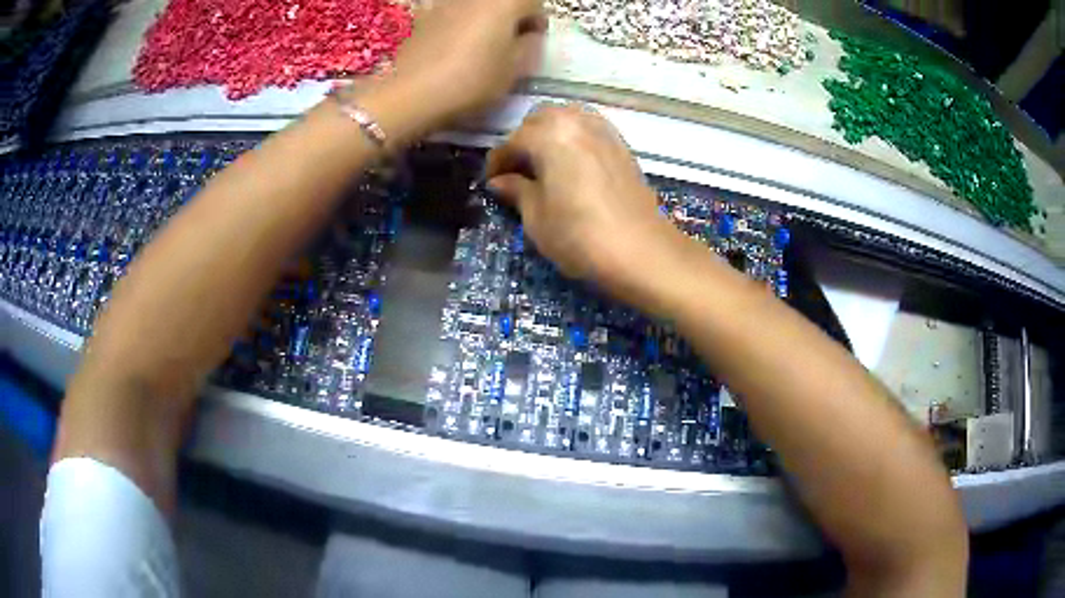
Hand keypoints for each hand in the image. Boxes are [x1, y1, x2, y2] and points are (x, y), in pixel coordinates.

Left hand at [391, 0, 546, 128]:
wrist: (413, 93)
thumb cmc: (472, 80)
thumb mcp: (515, 69)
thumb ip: (530, 44)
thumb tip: (528, 34)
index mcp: (504, 2)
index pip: (534, 1)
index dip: (537, 21)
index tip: (533, 41)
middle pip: (502, 1)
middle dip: (510, 17)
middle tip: (509, 43)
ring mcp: (446, 3)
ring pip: (476, 7)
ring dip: (484, 20)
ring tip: (480, 47)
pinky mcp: (424, 16)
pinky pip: (453, 15)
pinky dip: (460, 26)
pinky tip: (454, 50)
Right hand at [486, 104, 680, 296]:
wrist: (642, 252)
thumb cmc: (580, 236)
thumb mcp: (537, 217)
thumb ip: (516, 190)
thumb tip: (500, 181)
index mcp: (550, 135)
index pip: (512, 142)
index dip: (496, 164)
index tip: (490, 183)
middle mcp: (576, 122)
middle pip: (539, 120)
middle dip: (522, 141)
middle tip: (516, 171)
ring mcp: (603, 130)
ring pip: (566, 118)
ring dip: (548, 134)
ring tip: (543, 164)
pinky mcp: (621, 144)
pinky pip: (588, 128)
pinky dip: (573, 136)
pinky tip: (570, 162)